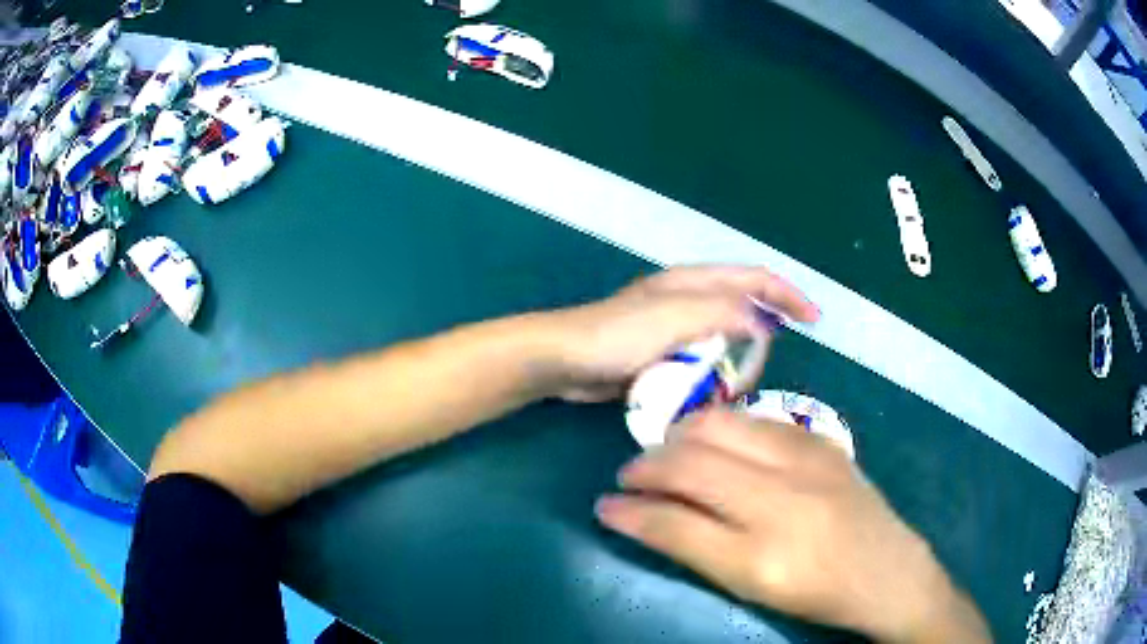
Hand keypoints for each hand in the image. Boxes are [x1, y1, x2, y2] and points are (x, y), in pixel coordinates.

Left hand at [544, 265, 818, 401]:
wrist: (566, 360)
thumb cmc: (617, 335)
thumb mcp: (674, 317)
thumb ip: (722, 313)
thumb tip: (760, 324)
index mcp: (694, 281)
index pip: (754, 279)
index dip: (788, 295)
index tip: (814, 321)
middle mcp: (688, 298)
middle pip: (742, 308)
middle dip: (763, 333)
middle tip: (762, 368)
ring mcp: (673, 326)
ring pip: (724, 338)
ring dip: (739, 358)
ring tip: (741, 384)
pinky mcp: (661, 352)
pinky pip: (703, 359)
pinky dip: (716, 373)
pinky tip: (717, 392)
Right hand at [595, 409, 991, 643]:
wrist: (887, 571)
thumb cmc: (816, 594)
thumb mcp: (752, 589)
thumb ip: (697, 550)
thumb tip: (644, 519)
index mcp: (758, 557)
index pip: (672, 523)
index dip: (629, 512)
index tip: (604, 506)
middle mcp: (780, 502)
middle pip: (691, 465)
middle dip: (645, 467)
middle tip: (630, 477)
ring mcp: (805, 463)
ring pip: (719, 428)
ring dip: (679, 437)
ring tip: (667, 453)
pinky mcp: (820, 442)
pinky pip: (755, 421)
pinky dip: (721, 428)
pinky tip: (714, 443)